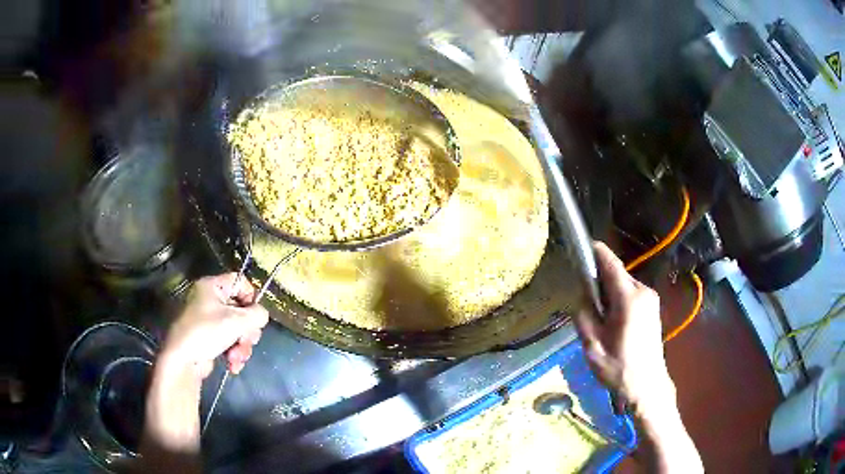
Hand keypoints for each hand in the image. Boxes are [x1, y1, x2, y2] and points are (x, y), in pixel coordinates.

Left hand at [160, 273, 269, 378]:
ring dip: (242, 346)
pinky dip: (234, 353)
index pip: (240, 281)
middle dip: (247, 331)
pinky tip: (232, 365)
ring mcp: (208, 320)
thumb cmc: (206, 332)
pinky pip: (229, 341)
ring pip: (237, 329)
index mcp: (211, 286)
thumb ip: (256, 315)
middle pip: (241, 309)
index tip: (254, 316)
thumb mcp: (236, 321)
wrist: (183, 360)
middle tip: (246, 342)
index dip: (251, 297)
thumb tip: (261, 316)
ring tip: (237, 358)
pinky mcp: (209, 338)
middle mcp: (209, 300)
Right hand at [576, 242, 702, 472]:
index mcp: (628, 298)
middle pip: (616, 272)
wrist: (647, 386)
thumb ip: (584, 315)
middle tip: (585, 299)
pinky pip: (631, 293)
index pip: (609, 262)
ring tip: (599, 316)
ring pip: (623, 283)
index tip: (579, 248)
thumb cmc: (618, 368)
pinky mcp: (652, 307)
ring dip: (608, 291)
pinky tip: (612, 321)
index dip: (594, 252)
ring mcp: (650, 299)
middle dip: (599, 279)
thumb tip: (582, 295)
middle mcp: (642, 291)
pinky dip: (618, 298)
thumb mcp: (592, 345)